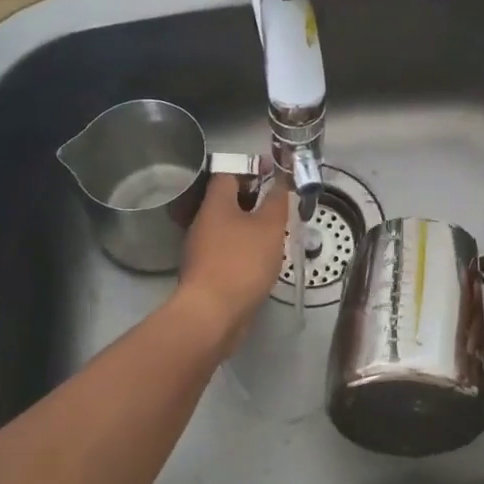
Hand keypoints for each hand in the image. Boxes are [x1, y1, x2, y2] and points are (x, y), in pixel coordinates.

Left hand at [174, 174, 289, 347]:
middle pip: (227, 199)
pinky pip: (228, 248)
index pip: (229, 172)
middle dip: (254, 197)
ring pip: (228, 226)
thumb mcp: (269, 226)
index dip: (252, 167)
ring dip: (251, 224)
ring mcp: (202, 248)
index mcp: (215, 204)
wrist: (212, 315)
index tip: (275, 171)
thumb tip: (280, 180)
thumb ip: (277, 200)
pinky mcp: (206, 271)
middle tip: (280, 202)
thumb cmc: (242, 262)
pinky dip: (245, 246)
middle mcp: (203, 222)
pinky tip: (263, 257)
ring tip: (277, 229)